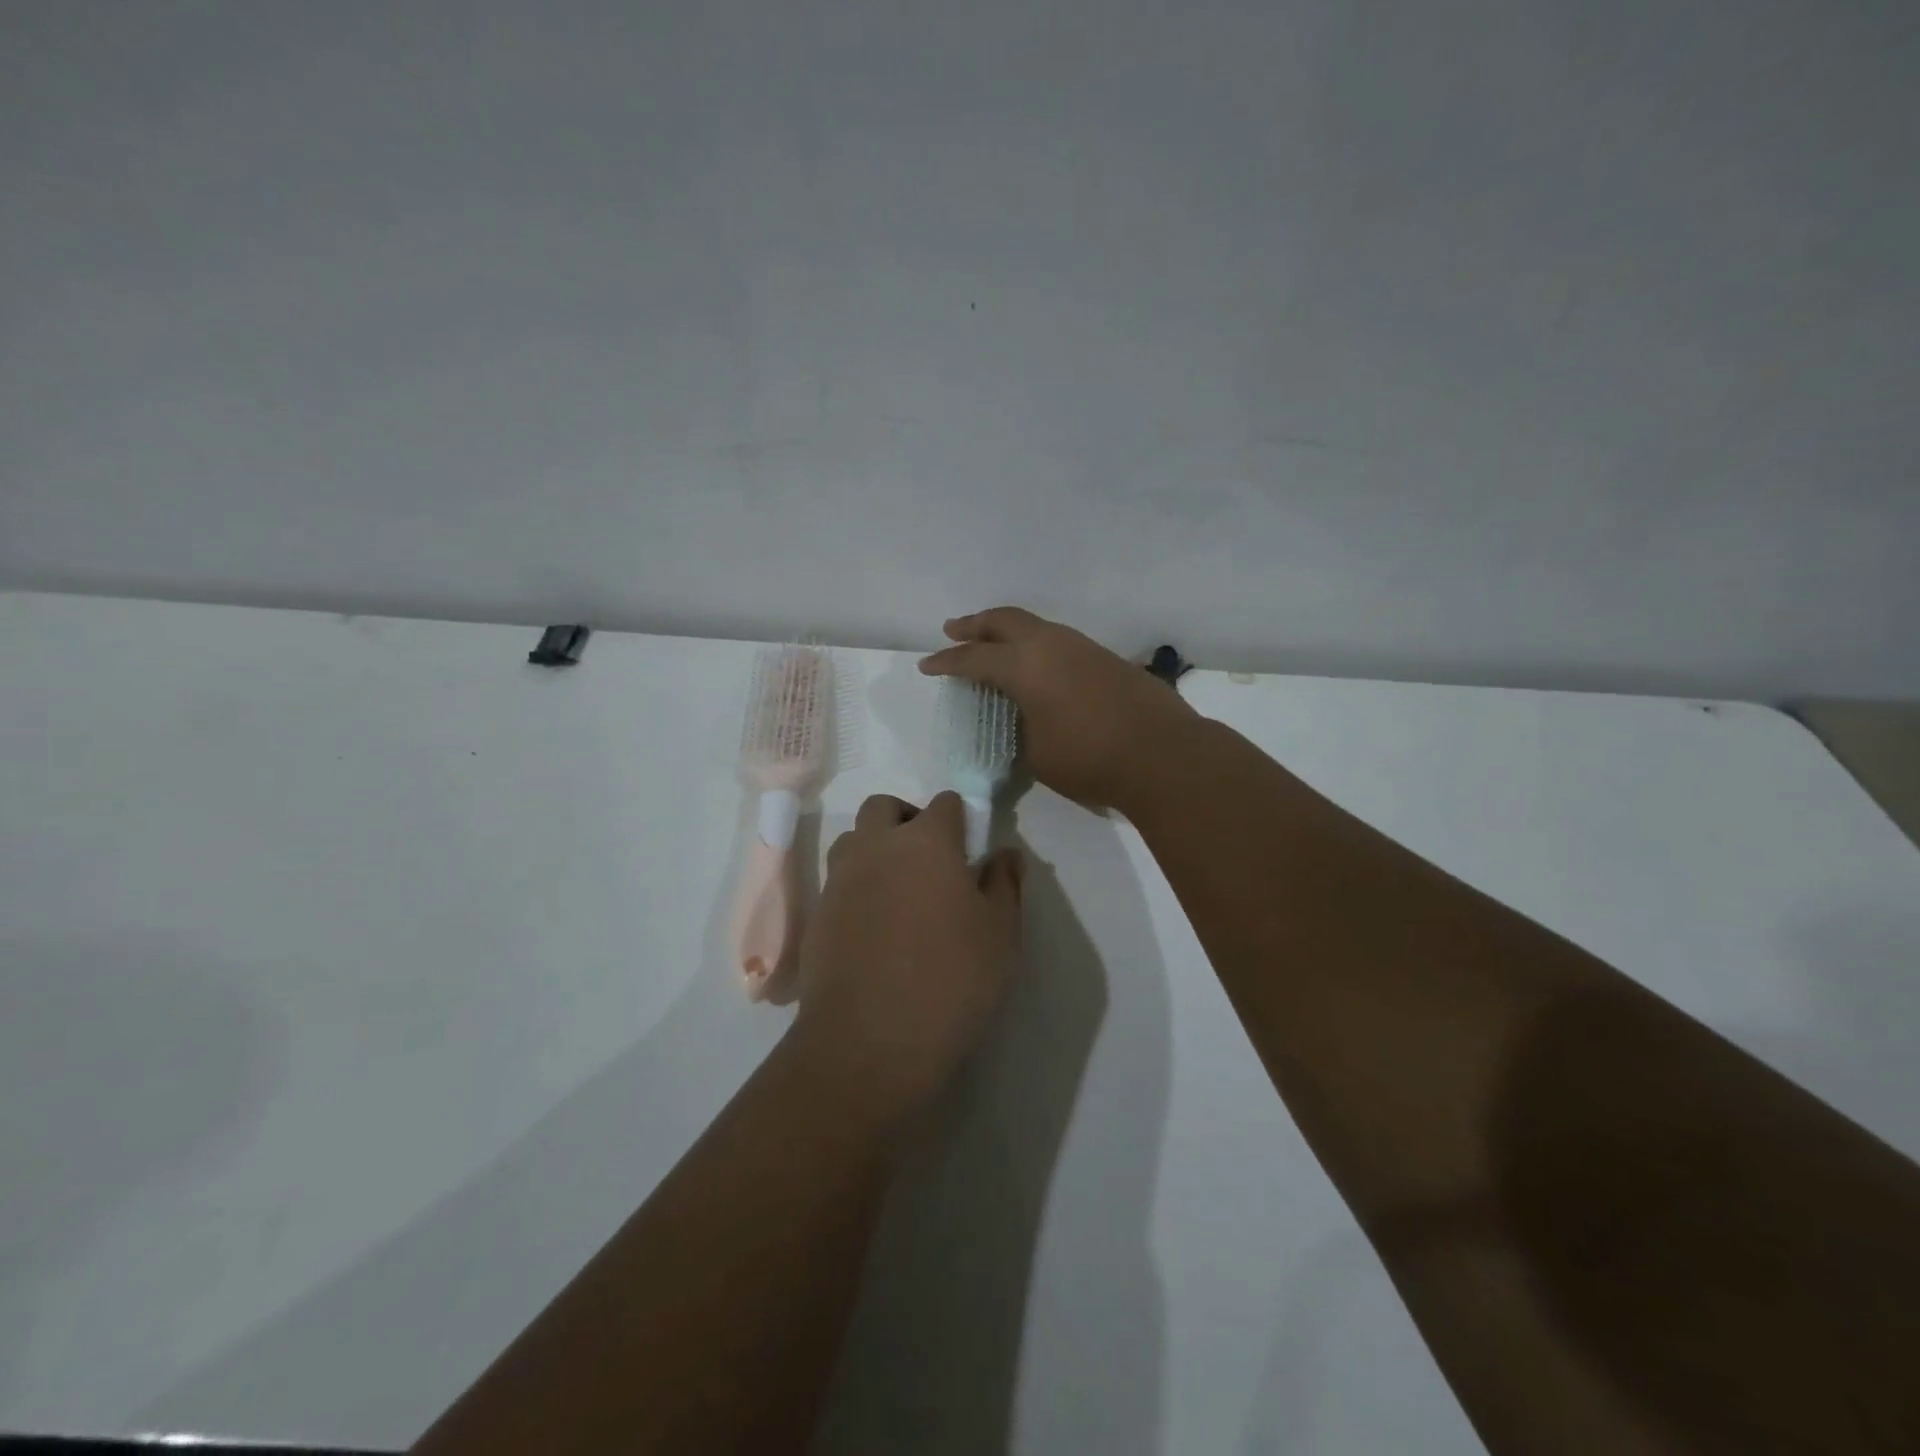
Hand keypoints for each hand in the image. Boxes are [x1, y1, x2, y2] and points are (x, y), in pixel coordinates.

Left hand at [790, 792, 1023, 1117]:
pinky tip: (875, 926)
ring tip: (900, 892)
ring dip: (876, 849)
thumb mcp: (1001, 934)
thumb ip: (1005, 883)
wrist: (868, 1043)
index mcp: (926, 841)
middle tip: (932, 863)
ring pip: (854, 840)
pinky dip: (858, 886)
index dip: (960, 820)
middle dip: (908, 820)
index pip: (945, 803)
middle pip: (885, 807)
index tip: (971, 852)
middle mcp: (876, 847)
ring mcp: (840, 879)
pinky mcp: (817, 913)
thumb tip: (1004, 853)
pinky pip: (838, 880)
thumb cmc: (950, 981)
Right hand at [919, 607, 1197, 810]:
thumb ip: (1021, 725)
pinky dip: (1035, 644)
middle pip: (1004, 620)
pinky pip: (1057, 639)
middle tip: (953, 629)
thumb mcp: (1037, 752)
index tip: (928, 665)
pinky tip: (1034, 662)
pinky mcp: (1104, 657)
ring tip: (991, 641)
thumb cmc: (1090, 759)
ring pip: (1035, 625)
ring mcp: (1082, 646)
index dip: (948, 662)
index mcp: (1025, 665)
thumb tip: (1023, 714)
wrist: (1164, 755)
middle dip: (974, 625)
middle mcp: (1051, 644)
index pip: (975, 658)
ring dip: (1007, 630)